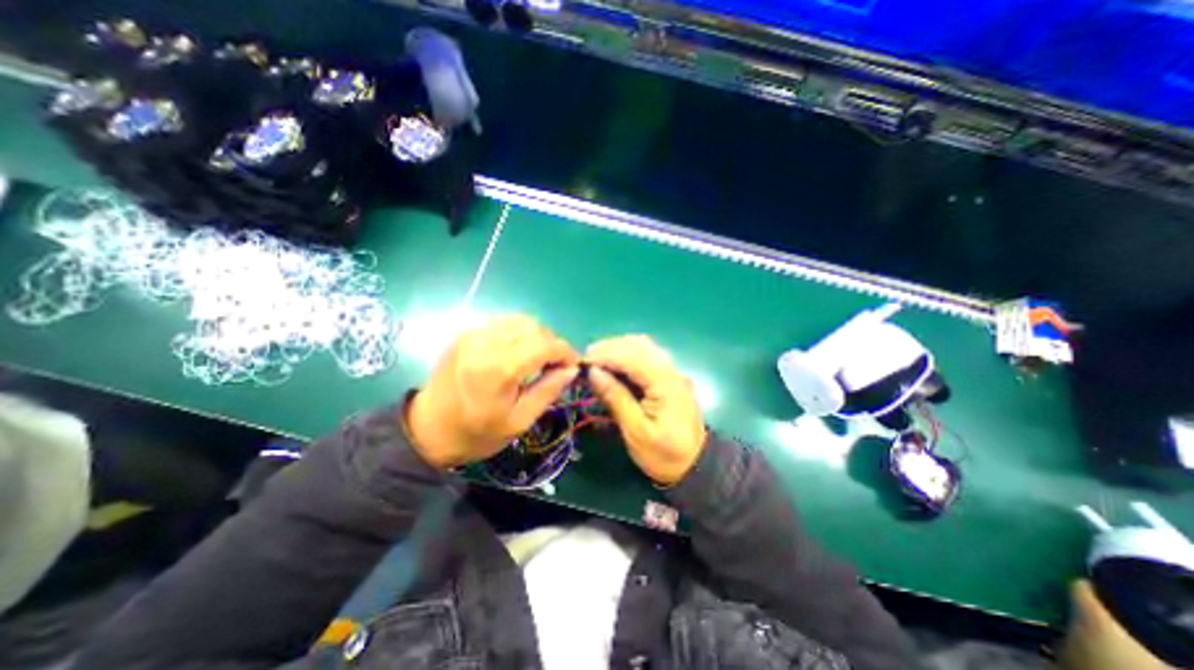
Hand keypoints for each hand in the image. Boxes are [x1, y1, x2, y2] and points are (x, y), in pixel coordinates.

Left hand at [409, 313, 579, 468]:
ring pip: (519, 319)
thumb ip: (548, 391)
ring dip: (537, 334)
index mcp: (500, 369)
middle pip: (534, 327)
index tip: (573, 364)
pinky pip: (502, 322)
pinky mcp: (466, 333)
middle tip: (555, 363)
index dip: (565, 351)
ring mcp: (473, 334)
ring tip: (539, 355)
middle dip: (552, 342)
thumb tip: (572, 369)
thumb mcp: (519, 421)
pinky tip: (519, 349)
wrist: (427, 431)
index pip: (545, 344)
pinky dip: (518, 331)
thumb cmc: (476, 433)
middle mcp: (486, 343)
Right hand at [586, 338, 706, 483]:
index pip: (632, 357)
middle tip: (587, 360)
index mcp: (665, 384)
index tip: (582, 362)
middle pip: (639, 345)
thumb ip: (616, 398)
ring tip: (597, 360)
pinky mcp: (670, 376)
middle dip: (610, 348)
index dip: (605, 355)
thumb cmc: (663, 454)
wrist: (695, 465)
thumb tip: (593, 372)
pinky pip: (647, 355)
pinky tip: (615, 364)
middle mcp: (671, 370)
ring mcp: (673, 371)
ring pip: (644, 346)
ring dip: (619, 348)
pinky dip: (628, 354)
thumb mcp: (636, 432)